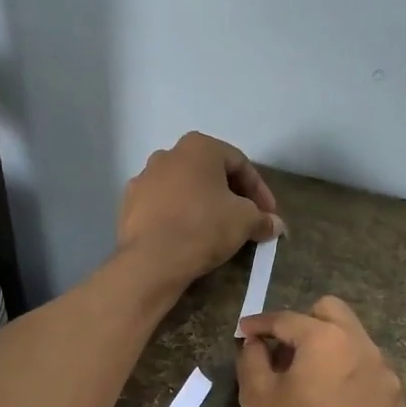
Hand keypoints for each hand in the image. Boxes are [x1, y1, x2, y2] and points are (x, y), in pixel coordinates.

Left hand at [116, 133, 282, 287]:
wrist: (152, 259)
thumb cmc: (204, 227)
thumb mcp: (244, 221)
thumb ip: (262, 218)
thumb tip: (275, 225)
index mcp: (198, 147)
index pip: (240, 163)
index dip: (260, 190)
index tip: (269, 214)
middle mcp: (168, 154)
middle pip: (209, 173)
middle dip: (231, 195)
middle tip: (246, 220)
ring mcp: (144, 178)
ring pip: (184, 189)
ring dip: (203, 204)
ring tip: (216, 230)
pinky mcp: (129, 205)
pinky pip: (163, 207)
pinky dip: (179, 217)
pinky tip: (188, 237)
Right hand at [236, 297, 405, 406]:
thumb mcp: (258, 400)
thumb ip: (252, 360)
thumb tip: (256, 343)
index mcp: (326, 340)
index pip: (287, 319)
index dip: (260, 323)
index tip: (245, 331)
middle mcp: (362, 346)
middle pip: (332, 312)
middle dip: (304, 321)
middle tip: (283, 348)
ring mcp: (386, 373)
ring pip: (355, 341)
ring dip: (330, 348)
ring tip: (311, 378)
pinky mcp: (397, 400)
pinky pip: (370, 372)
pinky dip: (350, 375)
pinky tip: (337, 404)